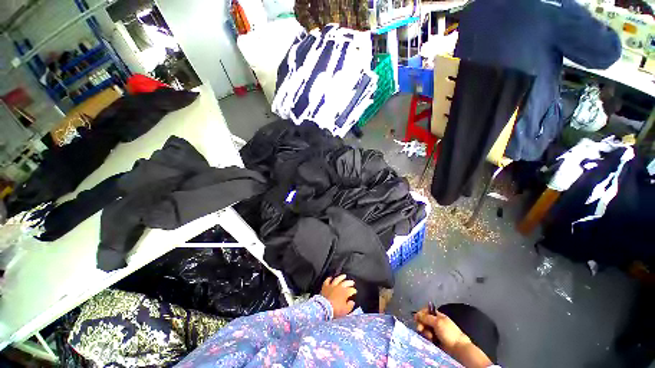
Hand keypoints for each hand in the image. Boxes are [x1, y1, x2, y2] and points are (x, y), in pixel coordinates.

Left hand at [321, 275, 356, 317]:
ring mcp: (332, 285)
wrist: (324, 308)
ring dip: (341, 277)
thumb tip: (352, 302)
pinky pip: (327, 281)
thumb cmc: (336, 310)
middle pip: (345, 283)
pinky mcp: (325, 286)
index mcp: (345, 292)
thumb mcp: (345, 310)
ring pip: (337, 279)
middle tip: (352, 282)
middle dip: (349, 282)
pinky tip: (330, 277)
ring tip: (344, 276)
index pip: (351, 290)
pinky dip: (329, 279)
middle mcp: (339, 287)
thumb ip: (350, 306)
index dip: (353, 291)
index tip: (355, 291)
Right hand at [414, 308, 470, 353]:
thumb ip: (426, 317)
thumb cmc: (448, 333)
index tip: (416, 318)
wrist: (458, 348)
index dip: (421, 314)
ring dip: (425, 332)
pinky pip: (428, 336)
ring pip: (425, 329)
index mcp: (438, 316)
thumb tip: (416, 314)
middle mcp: (436, 323)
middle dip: (421, 324)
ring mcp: (436, 332)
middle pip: (424, 320)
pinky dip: (427, 338)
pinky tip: (431, 340)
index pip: (426, 311)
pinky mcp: (435, 340)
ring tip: (430, 337)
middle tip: (420, 329)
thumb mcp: (437, 322)